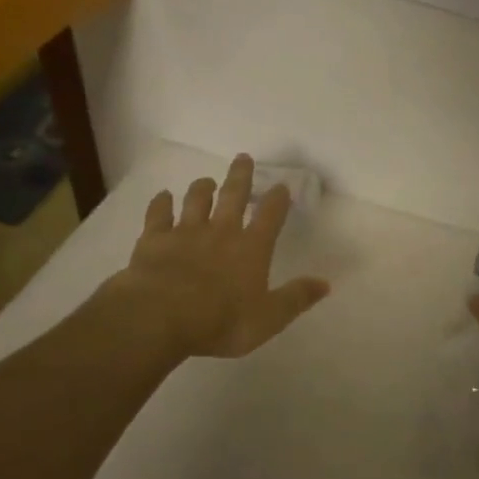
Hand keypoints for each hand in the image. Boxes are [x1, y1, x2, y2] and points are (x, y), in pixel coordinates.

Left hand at [109, 154, 330, 359]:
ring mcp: (185, 233)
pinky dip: (161, 204)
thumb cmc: (221, 320)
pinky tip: (163, 196)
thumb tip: (325, 284)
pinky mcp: (153, 240)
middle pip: (233, 196)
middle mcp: (221, 232)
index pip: (270, 216)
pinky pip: (158, 215)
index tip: (282, 185)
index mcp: (251, 249)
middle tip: (243, 158)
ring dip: (202, 188)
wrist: (160, 317)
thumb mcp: (268, 318)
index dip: (278, 200)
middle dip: (240, 177)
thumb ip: (296, 298)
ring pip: (196, 201)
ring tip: (207, 181)